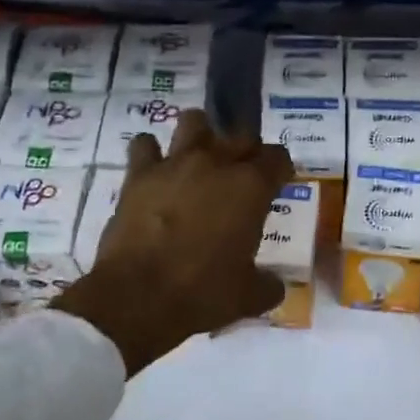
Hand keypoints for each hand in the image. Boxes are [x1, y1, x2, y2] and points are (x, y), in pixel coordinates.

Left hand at [55, 111, 293, 374]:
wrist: (138, 297)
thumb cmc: (204, 294)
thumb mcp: (249, 297)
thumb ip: (268, 285)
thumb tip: (274, 285)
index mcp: (251, 188)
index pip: (278, 158)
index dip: (281, 169)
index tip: (279, 182)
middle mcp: (216, 164)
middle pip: (241, 134)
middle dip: (247, 150)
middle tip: (244, 174)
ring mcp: (175, 164)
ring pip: (194, 122)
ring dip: (202, 134)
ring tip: (201, 158)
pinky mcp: (138, 175)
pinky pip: (145, 145)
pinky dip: (152, 153)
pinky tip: (156, 170)